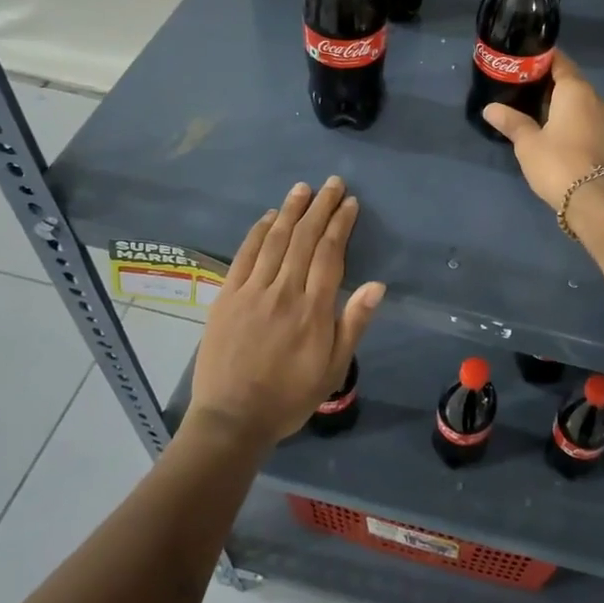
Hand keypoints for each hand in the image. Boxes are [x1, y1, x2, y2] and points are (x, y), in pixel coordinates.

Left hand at [188, 178, 384, 449]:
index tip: (350, 203)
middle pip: (304, 239)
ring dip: (291, 211)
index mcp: (313, 310)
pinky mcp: (226, 297)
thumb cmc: (290, 396)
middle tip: (333, 183)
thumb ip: (353, 323)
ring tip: (304, 189)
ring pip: (275, 241)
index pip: (330, 254)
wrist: (232, 419)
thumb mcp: (333, 368)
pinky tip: (269, 217)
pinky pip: (244, 256)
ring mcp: (251, 292)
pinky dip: (257, 232)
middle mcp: (283, 292)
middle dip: (320, 208)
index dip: (341, 225)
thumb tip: (377, 285)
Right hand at [481, 51, 603, 211]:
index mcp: (576, 90)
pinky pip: (584, 115)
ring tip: (531, 106)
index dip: (541, 59)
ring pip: (578, 99)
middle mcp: (594, 97)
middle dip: (547, 81)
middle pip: (569, 80)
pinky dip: (568, 115)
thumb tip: (490, 108)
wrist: (593, 199)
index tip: (521, 61)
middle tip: (520, 85)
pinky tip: (550, 125)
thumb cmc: (557, 162)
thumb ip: (511, 121)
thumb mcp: (527, 142)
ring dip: (558, 100)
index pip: (560, 61)